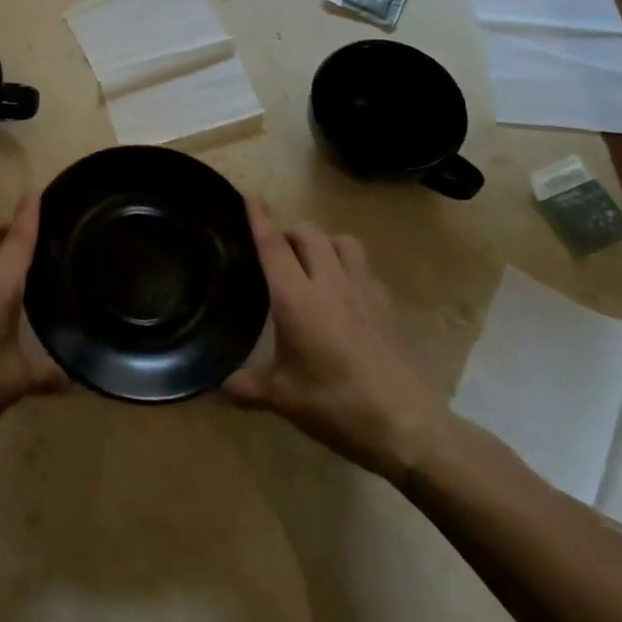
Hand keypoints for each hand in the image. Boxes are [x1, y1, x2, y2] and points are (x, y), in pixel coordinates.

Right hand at [224, 200, 449, 484]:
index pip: (273, 245)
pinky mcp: (387, 306)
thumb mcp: (282, 399)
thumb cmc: (335, 405)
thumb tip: (214, 388)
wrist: (407, 424)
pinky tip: (346, 292)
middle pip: (308, 234)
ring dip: (324, 242)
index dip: (260, 218)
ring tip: (313, 261)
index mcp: (295, 298)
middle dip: (290, 231)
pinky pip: (365, 269)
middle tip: (278, 249)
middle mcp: (328, 283)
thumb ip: (245, 387)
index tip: (250, 197)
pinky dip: (350, 268)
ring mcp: (363, 291)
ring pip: (342, 242)